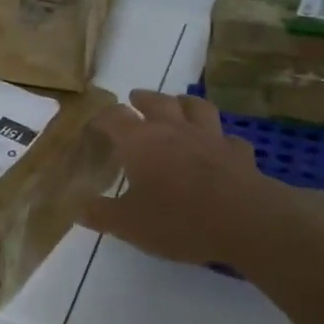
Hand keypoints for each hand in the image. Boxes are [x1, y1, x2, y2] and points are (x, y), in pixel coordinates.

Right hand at [77, 90, 290, 269]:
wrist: (246, 221)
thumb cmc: (178, 219)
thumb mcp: (128, 225)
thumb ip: (101, 214)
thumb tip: (78, 208)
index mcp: (140, 142)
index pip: (115, 117)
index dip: (103, 118)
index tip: (96, 123)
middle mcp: (173, 130)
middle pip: (156, 101)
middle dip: (142, 99)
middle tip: (135, 98)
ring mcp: (209, 138)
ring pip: (196, 108)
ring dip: (184, 103)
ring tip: (179, 105)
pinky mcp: (239, 153)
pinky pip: (228, 138)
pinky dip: (221, 138)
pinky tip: (220, 146)